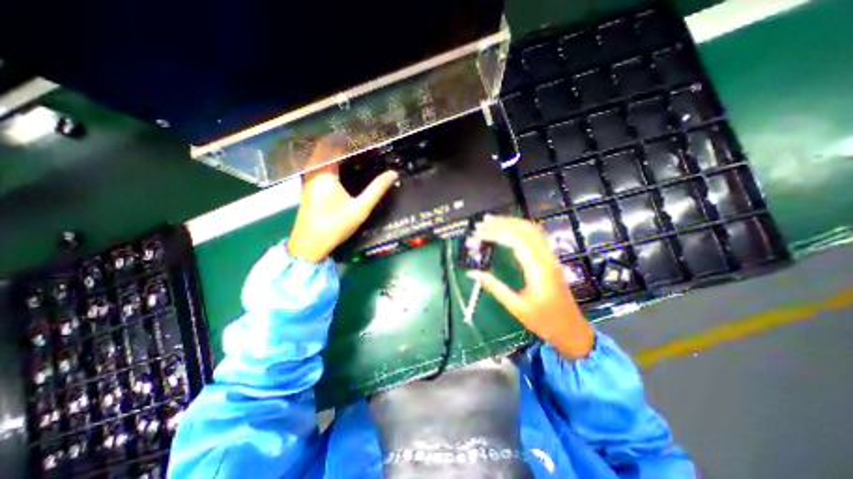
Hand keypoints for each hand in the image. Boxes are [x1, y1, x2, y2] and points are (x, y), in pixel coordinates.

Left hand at [288, 141, 398, 263]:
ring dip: (336, 150)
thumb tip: (393, 174)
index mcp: (324, 173)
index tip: (365, 134)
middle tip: (363, 140)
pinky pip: (318, 164)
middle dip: (343, 141)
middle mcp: (312, 171)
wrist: (309, 244)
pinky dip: (330, 159)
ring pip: (320, 155)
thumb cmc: (335, 226)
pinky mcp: (308, 186)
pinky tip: (342, 165)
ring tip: (355, 149)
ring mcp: (307, 178)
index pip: (334, 144)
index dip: (349, 137)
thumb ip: (377, 190)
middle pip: (325, 147)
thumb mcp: (360, 209)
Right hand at [467, 215, 593, 356]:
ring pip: (532, 230)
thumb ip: (494, 286)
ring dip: (512, 222)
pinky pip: (536, 236)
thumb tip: (472, 273)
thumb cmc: (543, 321)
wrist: (571, 330)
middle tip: (482, 222)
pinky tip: (509, 230)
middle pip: (525, 229)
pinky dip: (520, 229)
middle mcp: (547, 257)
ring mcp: (551, 257)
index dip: (495, 233)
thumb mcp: (516, 307)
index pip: (516, 241)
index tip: (478, 233)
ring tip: (492, 221)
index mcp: (538, 269)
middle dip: (502, 223)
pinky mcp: (551, 259)